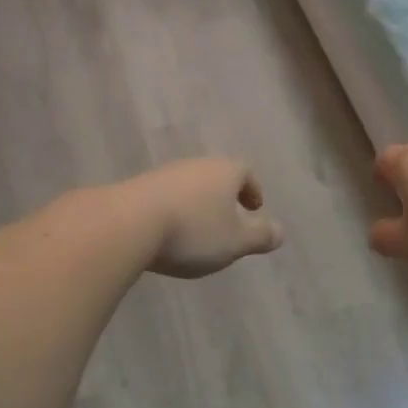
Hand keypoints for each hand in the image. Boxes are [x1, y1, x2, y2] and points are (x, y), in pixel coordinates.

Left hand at [119, 159, 283, 278]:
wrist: (126, 224)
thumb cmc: (192, 232)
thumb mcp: (235, 242)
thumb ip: (260, 236)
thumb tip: (281, 232)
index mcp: (224, 171)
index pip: (245, 173)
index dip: (252, 190)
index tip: (254, 209)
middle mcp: (195, 165)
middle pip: (216, 176)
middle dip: (224, 197)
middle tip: (229, 220)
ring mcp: (163, 174)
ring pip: (189, 186)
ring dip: (197, 205)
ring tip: (198, 231)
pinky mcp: (136, 189)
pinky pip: (164, 198)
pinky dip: (173, 212)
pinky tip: (168, 234)